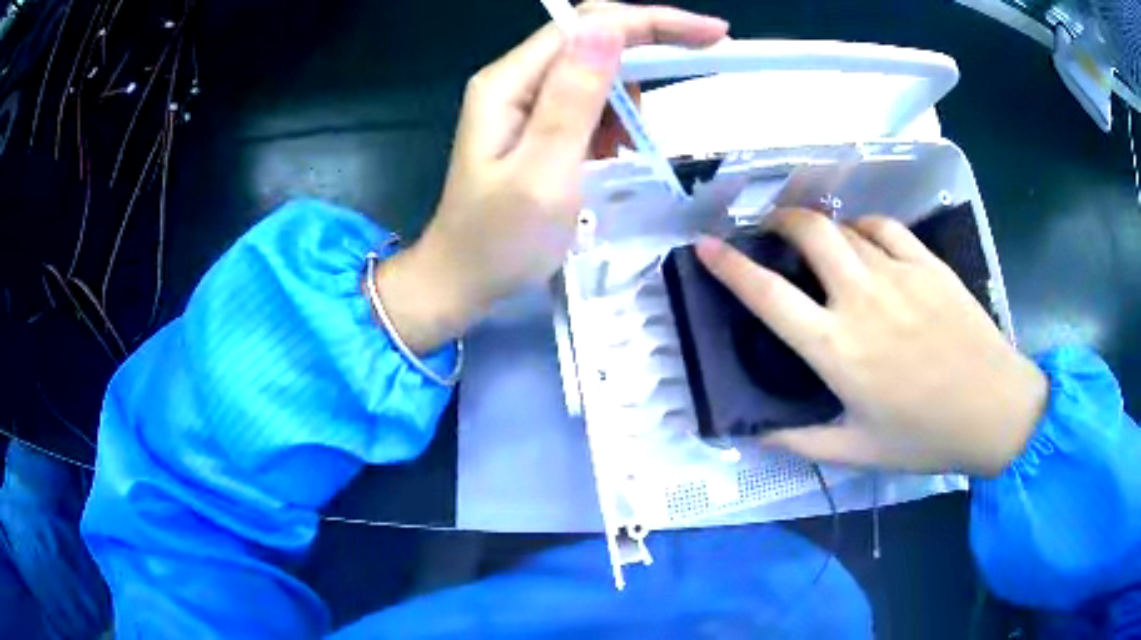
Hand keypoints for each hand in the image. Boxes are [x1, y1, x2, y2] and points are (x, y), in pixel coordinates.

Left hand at [374, 3, 727, 352]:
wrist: (462, 280)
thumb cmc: (499, 240)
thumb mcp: (543, 172)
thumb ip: (574, 98)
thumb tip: (607, 28)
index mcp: (509, 83)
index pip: (587, 26)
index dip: (652, 22)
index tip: (712, 34)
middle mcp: (514, 80)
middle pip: (592, 38)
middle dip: (651, 45)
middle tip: (703, 61)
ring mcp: (522, 102)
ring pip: (595, 71)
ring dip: (628, 96)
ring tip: (623, 147)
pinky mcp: (534, 124)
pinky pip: (587, 103)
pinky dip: (612, 121)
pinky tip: (608, 154)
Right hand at [697, 209, 1048, 476]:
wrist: (995, 410)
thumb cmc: (925, 436)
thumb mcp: (857, 451)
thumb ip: (799, 440)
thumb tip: (753, 432)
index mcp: (837, 349)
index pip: (769, 296)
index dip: (730, 266)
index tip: (706, 246)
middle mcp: (862, 300)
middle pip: (809, 232)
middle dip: (779, 220)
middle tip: (771, 229)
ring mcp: (899, 274)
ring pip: (847, 227)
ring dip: (824, 228)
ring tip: (821, 243)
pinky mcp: (928, 264)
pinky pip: (885, 227)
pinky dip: (865, 227)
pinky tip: (865, 242)